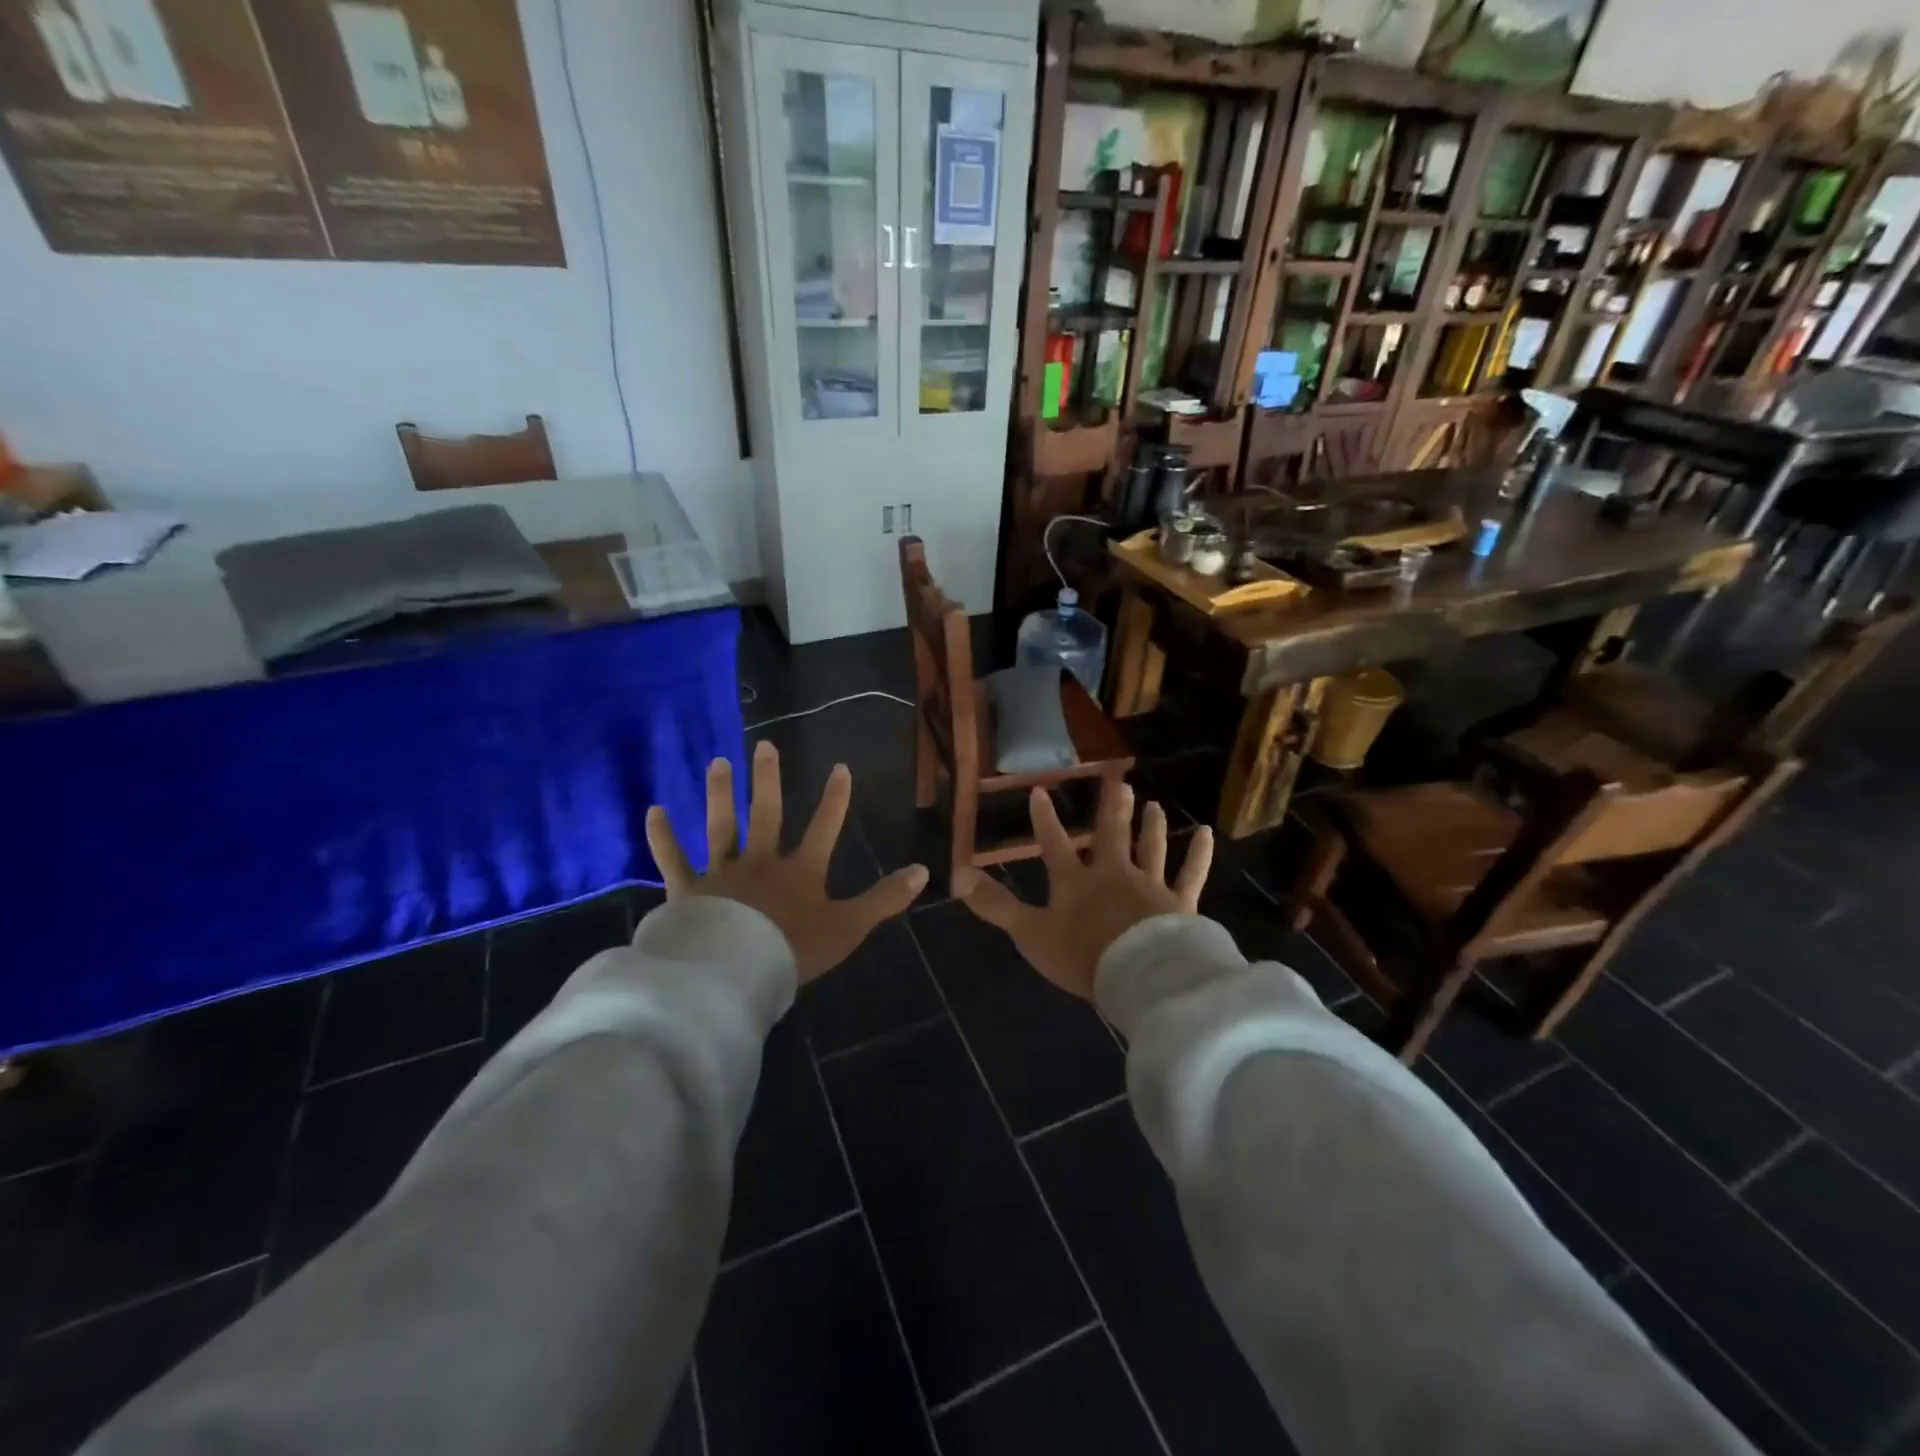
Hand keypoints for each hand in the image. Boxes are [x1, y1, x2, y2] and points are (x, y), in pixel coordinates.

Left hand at [645, 742, 928, 982]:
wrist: (735, 973)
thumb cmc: (794, 951)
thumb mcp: (849, 927)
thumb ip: (884, 899)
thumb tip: (924, 870)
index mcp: (800, 872)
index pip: (824, 828)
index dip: (835, 799)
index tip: (840, 766)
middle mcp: (761, 862)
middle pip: (767, 815)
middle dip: (769, 780)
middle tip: (764, 746)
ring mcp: (722, 874)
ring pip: (721, 826)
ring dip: (720, 794)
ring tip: (717, 762)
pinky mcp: (688, 891)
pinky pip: (673, 860)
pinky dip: (663, 837)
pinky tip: (654, 810)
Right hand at [953, 778, 1211, 1001]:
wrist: (1139, 975)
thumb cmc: (1082, 955)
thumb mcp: (1030, 933)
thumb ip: (995, 906)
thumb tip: (956, 876)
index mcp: (1075, 882)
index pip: (1053, 845)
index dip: (1044, 820)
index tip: (1040, 791)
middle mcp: (1113, 873)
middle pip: (1111, 835)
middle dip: (1112, 809)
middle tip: (1120, 782)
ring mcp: (1149, 885)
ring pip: (1151, 848)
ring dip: (1151, 825)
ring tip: (1153, 803)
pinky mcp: (1180, 903)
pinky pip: (1191, 874)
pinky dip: (1198, 854)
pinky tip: (1205, 833)